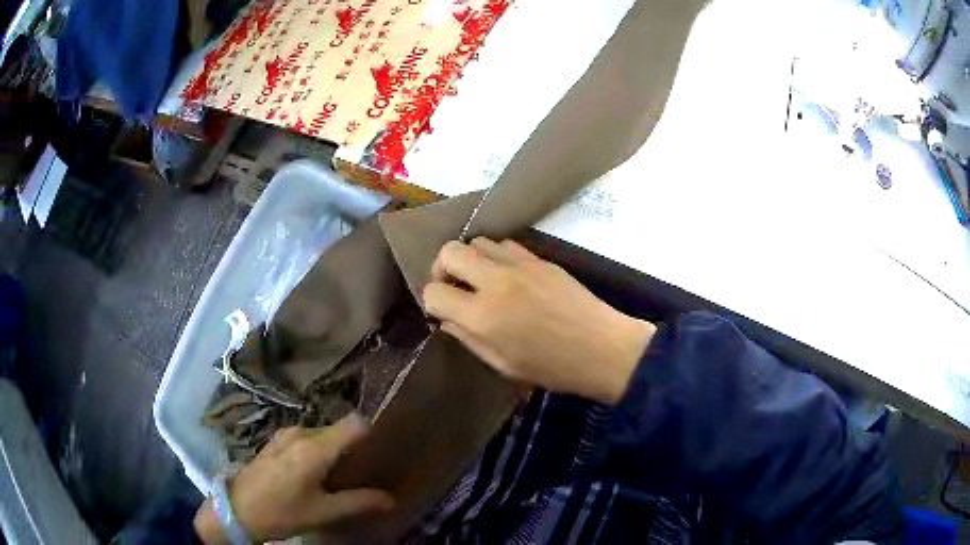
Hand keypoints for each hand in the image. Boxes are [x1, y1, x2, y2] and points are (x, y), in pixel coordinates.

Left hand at [194, 415, 393, 543]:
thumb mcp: (323, 512)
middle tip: (363, 471)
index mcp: (315, 448)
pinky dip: (317, 451)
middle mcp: (300, 433)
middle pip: (338, 429)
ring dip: (334, 450)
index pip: (354, 424)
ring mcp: (285, 434)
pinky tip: (314, 474)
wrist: (237, 509)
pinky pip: (306, 438)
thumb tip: (390, 499)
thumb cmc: (282, 511)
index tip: (381, 451)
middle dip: (353, 447)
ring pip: (321, 435)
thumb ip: (358, 502)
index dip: (371, 434)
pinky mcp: (274, 441)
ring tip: (340, 475)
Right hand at [422, 238, 654, 404]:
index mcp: (482, 316)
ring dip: (470, 259)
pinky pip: (505, 245)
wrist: (602, 348)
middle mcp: (495, 282)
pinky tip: (507, 274)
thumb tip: (447, 318)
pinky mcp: (540, 259)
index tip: (442, 311)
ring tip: (481, 279)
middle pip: (448, 251)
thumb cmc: (552, 368)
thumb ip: (468, 338)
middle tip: (453, 287)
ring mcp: (519, 265)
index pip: (433, 292)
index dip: (432, 302)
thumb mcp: (502, 365)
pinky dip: (496, 255)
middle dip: (441, 268)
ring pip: (476, 241)